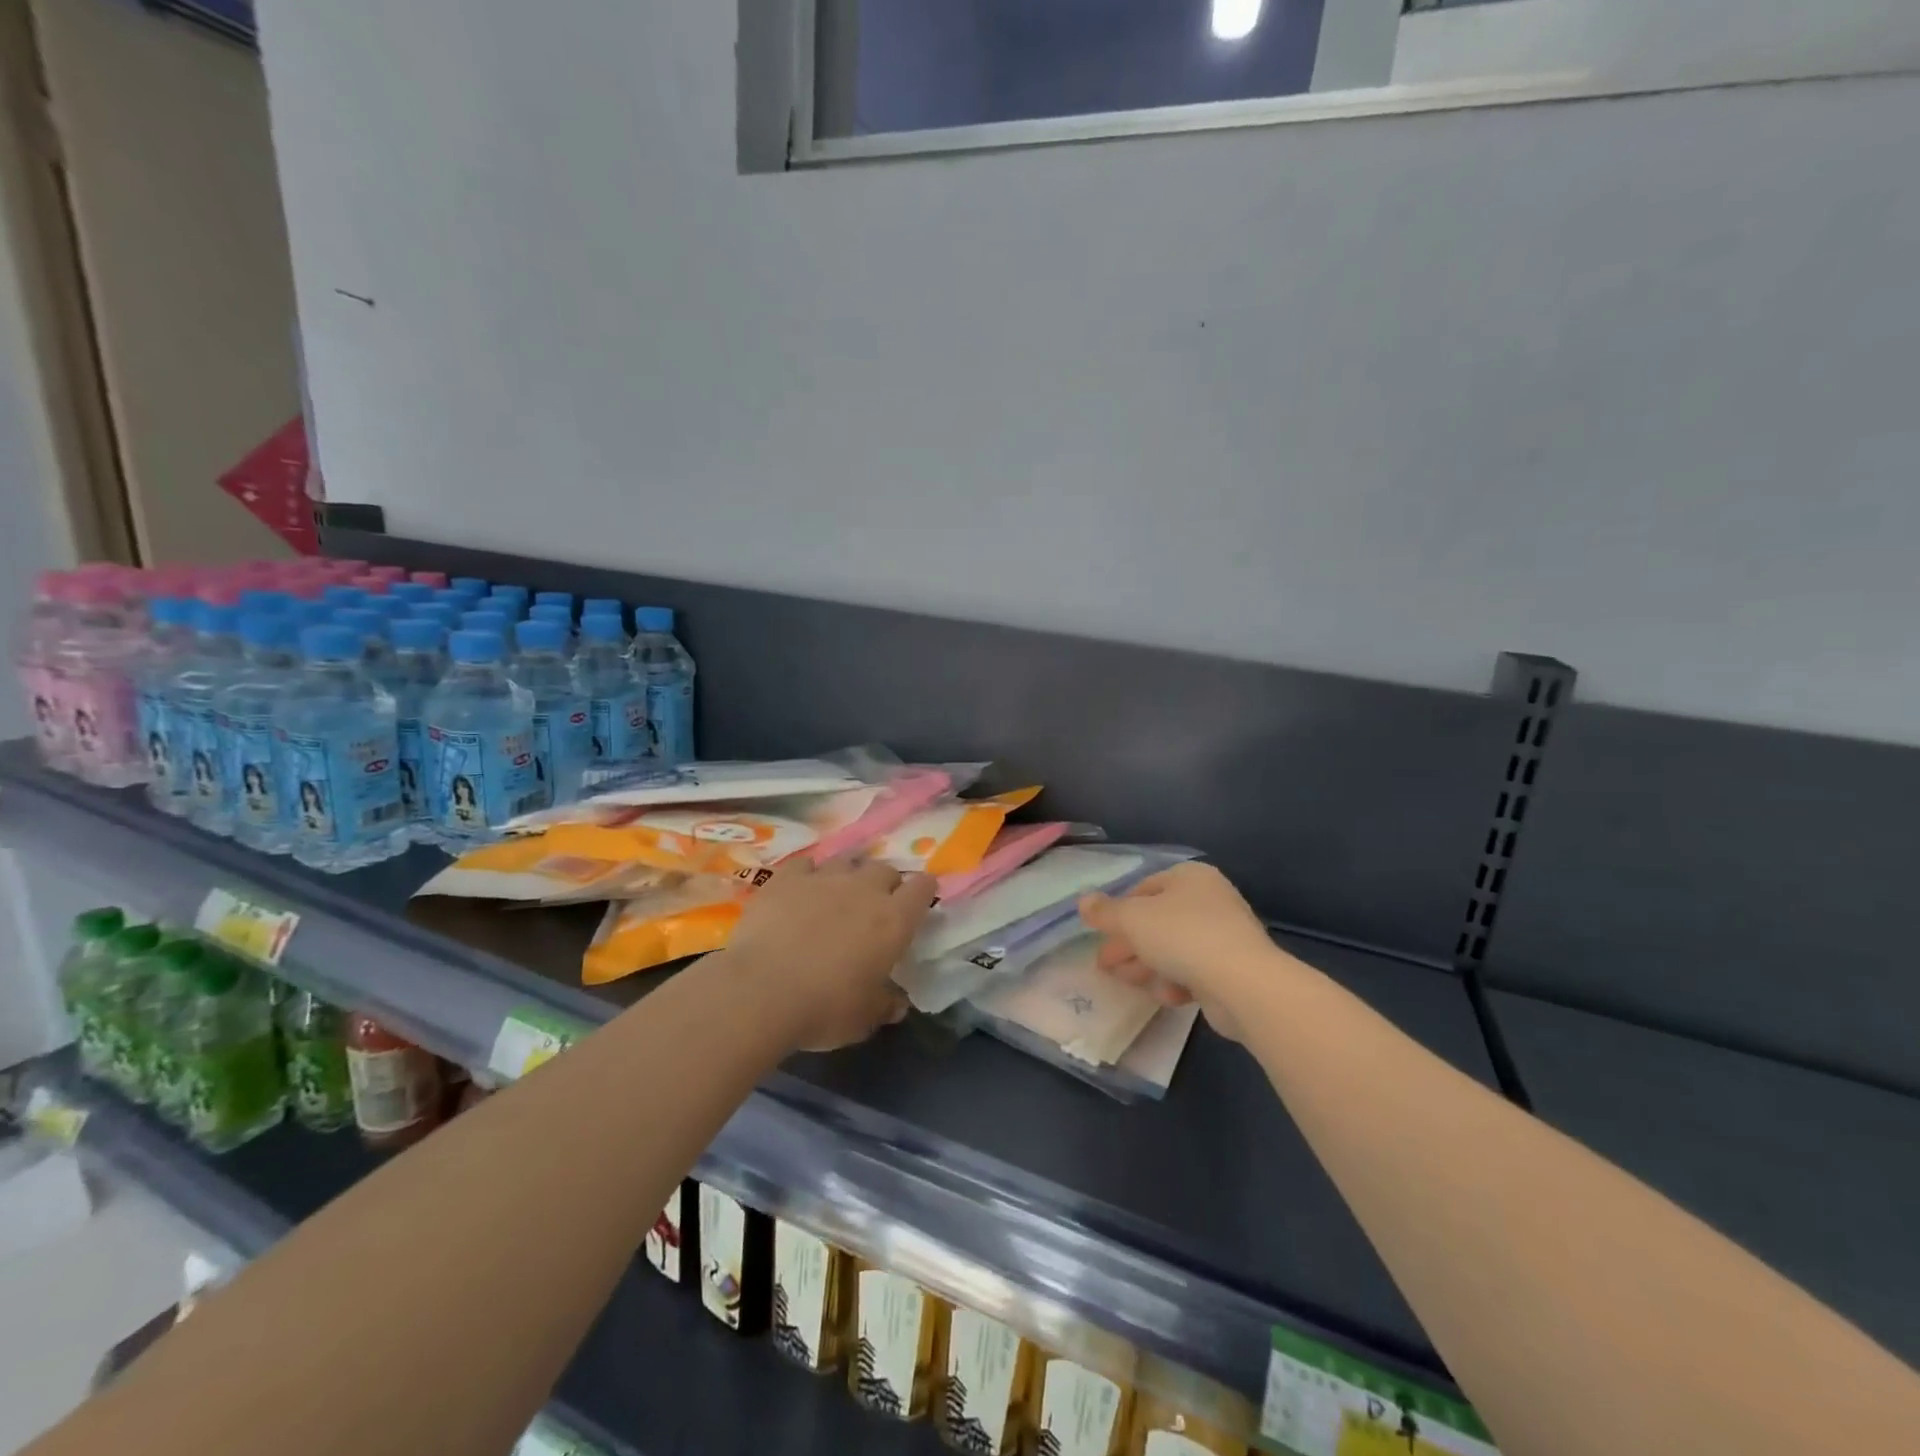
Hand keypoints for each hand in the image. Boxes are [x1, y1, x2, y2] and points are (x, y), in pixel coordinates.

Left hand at [722, 857, 936, 1051]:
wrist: (762, 991)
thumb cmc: (825, 1008)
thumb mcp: (864, 1019)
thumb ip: (885, 1005)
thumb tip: (897, 1004)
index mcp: (894, 920)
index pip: (922, 889)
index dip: (924, 891)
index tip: (920, 900)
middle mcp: (864, 889)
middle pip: (885, 869)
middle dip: (885, 883)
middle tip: (875, 906)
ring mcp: (824, 878)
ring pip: (846, 861)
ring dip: (848, 875)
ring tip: (837, 894)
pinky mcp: (786, 878)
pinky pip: (805, 864)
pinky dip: (808, 874)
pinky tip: (801, 888)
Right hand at [1078, 863, 1282, 1041]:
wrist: (1243, 984)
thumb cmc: (1182, 936)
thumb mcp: (1132, 919)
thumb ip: (1105, 912)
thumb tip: (1083, 901)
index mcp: (1189, 877)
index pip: (1144, 889)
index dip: (1119, 912)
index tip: (1102, 935)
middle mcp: (1210, 899)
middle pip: (1157, 921)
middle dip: (1129, 944)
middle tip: (1105, 965)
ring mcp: (1225, 935)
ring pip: (1173, 948)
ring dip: (1147, 965)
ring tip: (1128, 983)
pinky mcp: (1233, 969)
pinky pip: (1195, 970)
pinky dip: (1177, 981)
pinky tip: (1167, 996)